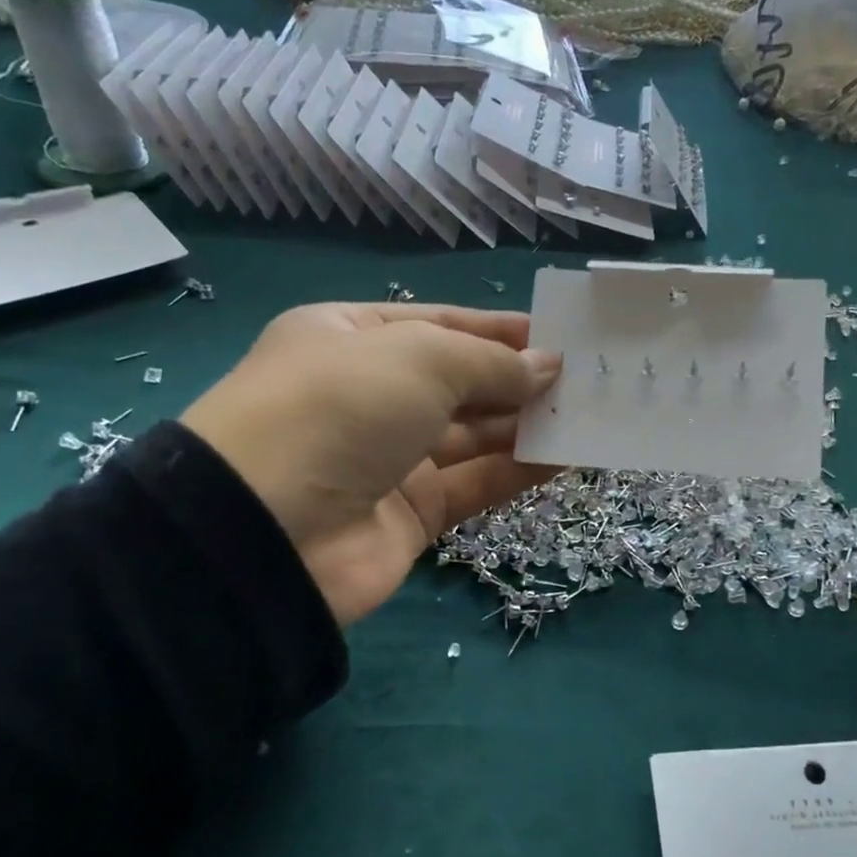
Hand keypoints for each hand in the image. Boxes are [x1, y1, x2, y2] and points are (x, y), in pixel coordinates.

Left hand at [182, 303, 560, 625]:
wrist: (270, 532)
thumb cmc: (341, 409)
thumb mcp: (420, 359)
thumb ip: (491, 363)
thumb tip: (548, 367)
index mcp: (350, 338)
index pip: (439, 324)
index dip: (497, 329)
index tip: (557, 334)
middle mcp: (370, 396)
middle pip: (460, 382)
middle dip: (518, 378)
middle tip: (585, 378)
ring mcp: (390, 458)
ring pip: (472, 435)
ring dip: (526, 425)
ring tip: (586, 414)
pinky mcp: (412, 514)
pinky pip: (475, 484)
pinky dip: (518, 471)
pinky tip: (566, 457)